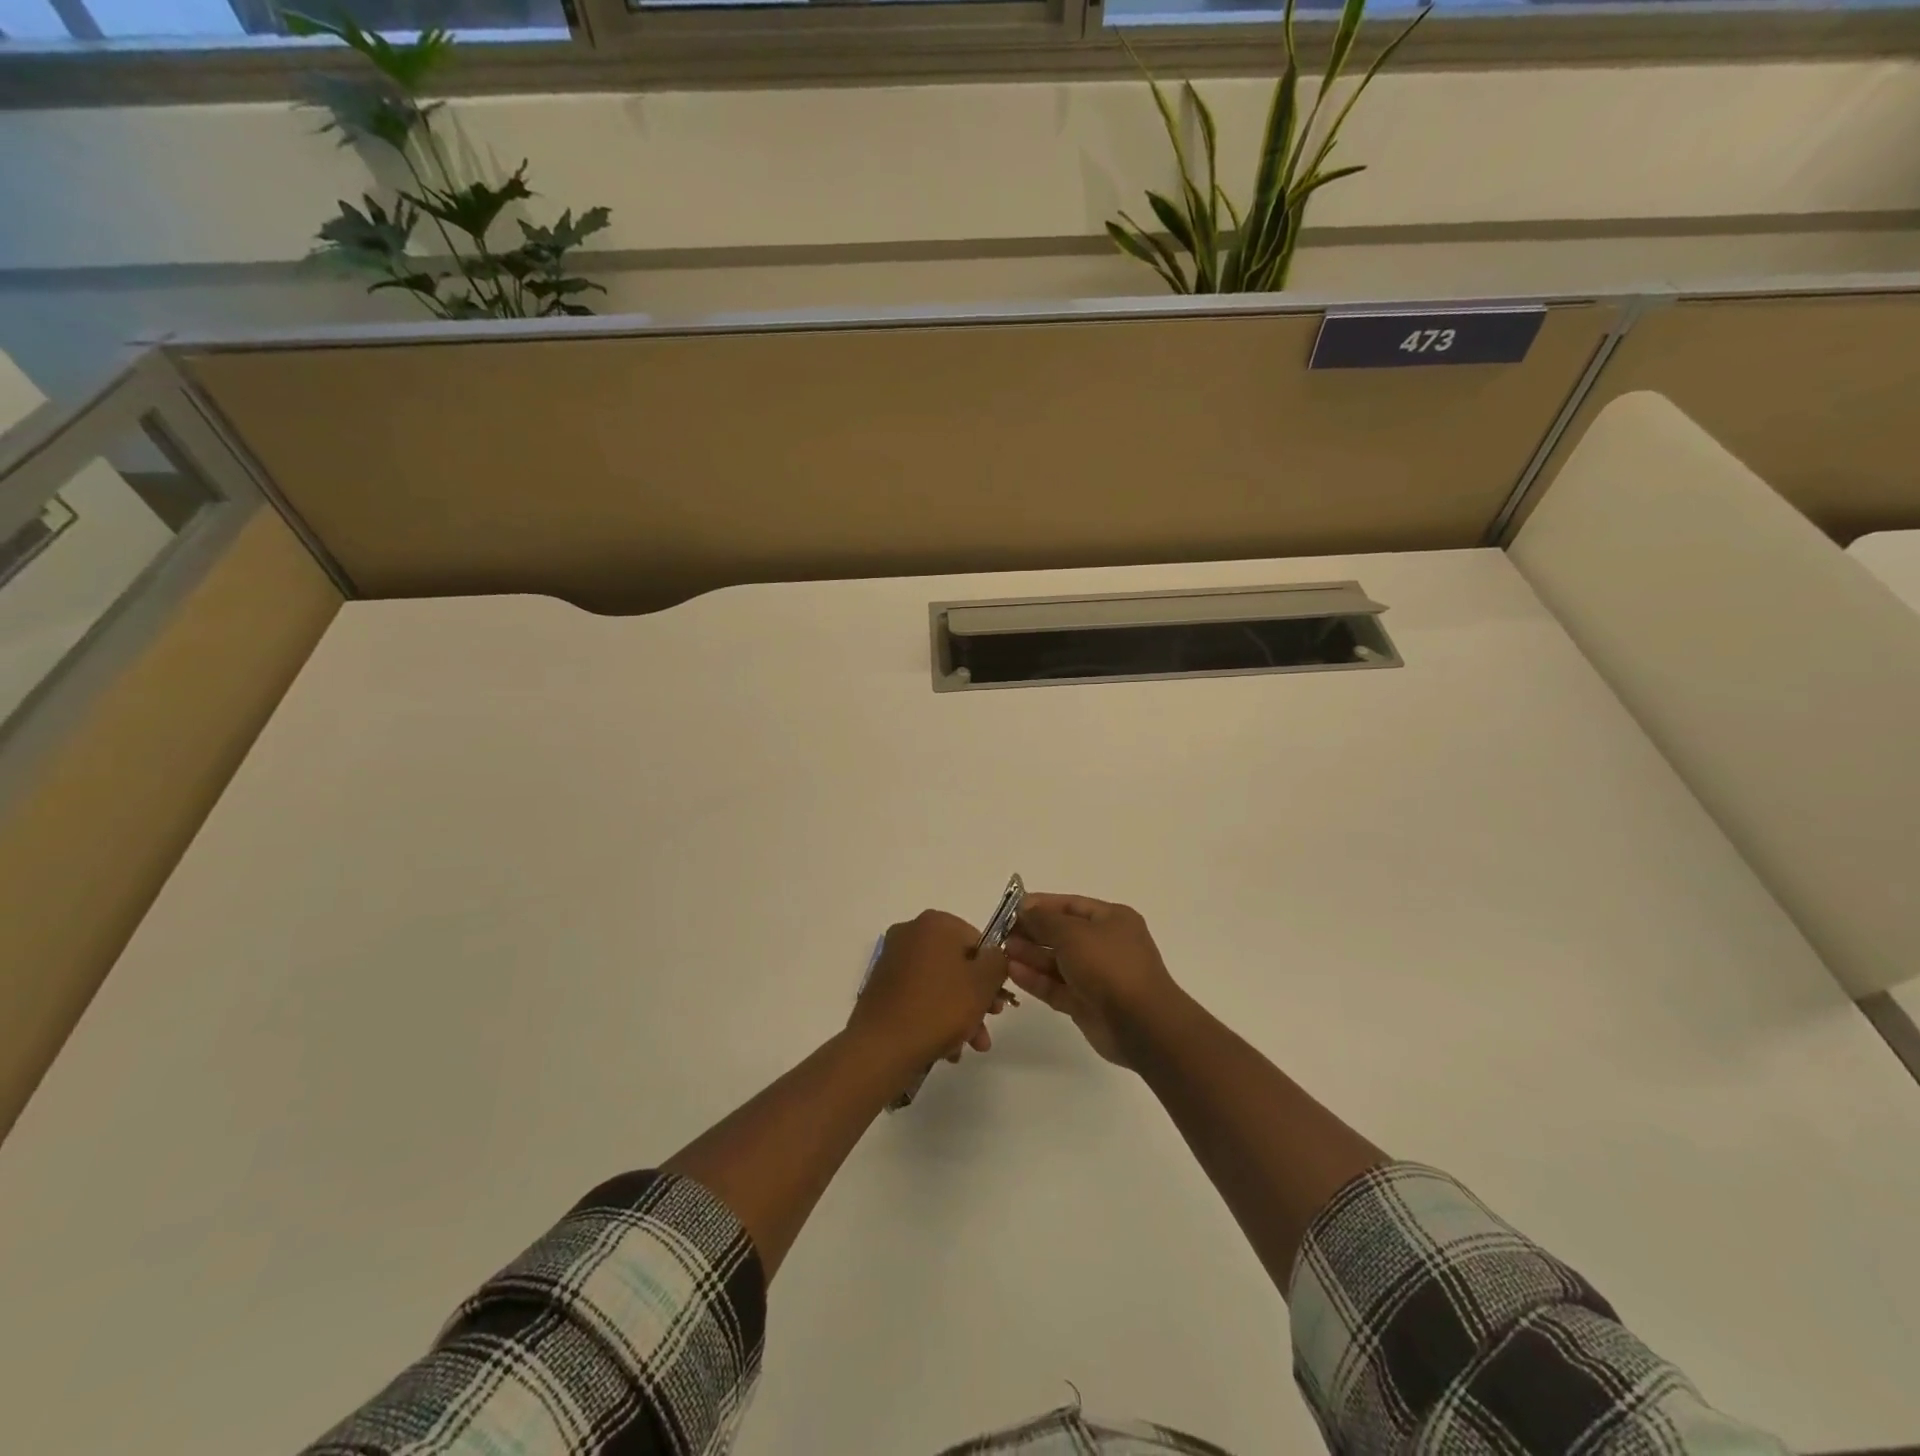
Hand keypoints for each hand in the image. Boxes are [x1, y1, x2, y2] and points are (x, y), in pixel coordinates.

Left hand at [848, 910, 1012, 1074]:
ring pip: (940, 983)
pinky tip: (947, 1047)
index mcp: (935, 923)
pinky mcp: (882, 986)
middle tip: (988, 1023)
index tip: (998, 1000)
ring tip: (970, 1045)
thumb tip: (993, 956)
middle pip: (957, 964)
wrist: (882, 1047)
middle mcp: (910, 933)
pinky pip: (919, 995)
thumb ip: (998, 961)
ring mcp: (892, 960)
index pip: (977, 941)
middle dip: (976, 997)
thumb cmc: (939, 1007)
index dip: (991, 972)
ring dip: (960, 1013)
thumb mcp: (983, 982)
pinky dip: (935, 1016)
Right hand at [1004, 894, 1183, 1069]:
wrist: (1142, 1024)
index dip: (1040, 905)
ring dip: (1030, 956)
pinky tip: (1013, 972)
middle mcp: (1105, 945)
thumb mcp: (1073, 933)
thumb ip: (1044, 920)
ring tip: (1001, 952)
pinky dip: (1036, 979)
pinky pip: (1057, 986)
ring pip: (1057, 962)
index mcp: (1111, 920)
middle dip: (1031, 932)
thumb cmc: (1109, 965)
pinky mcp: (1086, 1004)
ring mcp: (1096, 976)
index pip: (1070, 905)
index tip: (1010, 908)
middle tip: (1000, 933)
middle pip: (1061, 934)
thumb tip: (1025, 909)